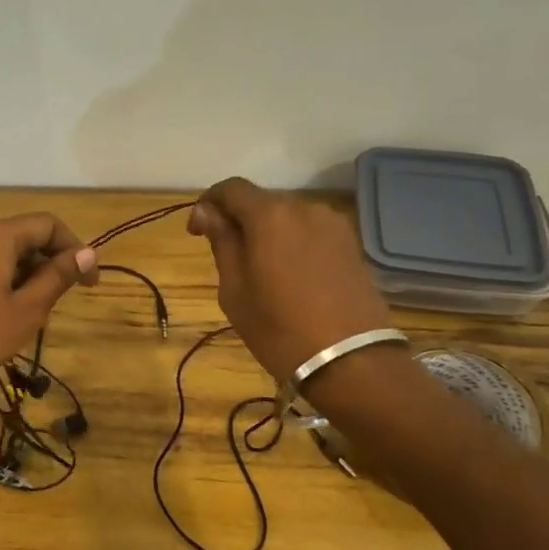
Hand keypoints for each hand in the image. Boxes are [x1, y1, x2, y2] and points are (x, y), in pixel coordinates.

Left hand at [0, 213, 98, 400]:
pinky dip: (6, 283)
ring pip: (7, 254)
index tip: (90, 284)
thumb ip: (58, 277)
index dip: (76, 249)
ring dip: (29, 277)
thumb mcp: (27, 309)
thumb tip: (87, 253)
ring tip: (34, 316)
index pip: (49, 224)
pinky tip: (6, 316)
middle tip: (61, 304)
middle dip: (52, 264)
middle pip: (27, 236)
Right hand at [187, 178, 395, 385]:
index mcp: (270, 215)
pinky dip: (292, 242)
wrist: (351, 361)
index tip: (197, 232)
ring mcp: (333, 224)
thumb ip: (222, 243)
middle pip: (260, 201)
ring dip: (267, 232)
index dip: (208, 203)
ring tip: (261, 268)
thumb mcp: (235, 290)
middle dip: (238, 219)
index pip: (231, 188)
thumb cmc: (280, 329)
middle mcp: (304, 207)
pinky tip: (290, 274)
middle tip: (226, 255)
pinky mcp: (351, 243)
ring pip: (287, 217)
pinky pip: (310, 231)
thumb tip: (207, 212)